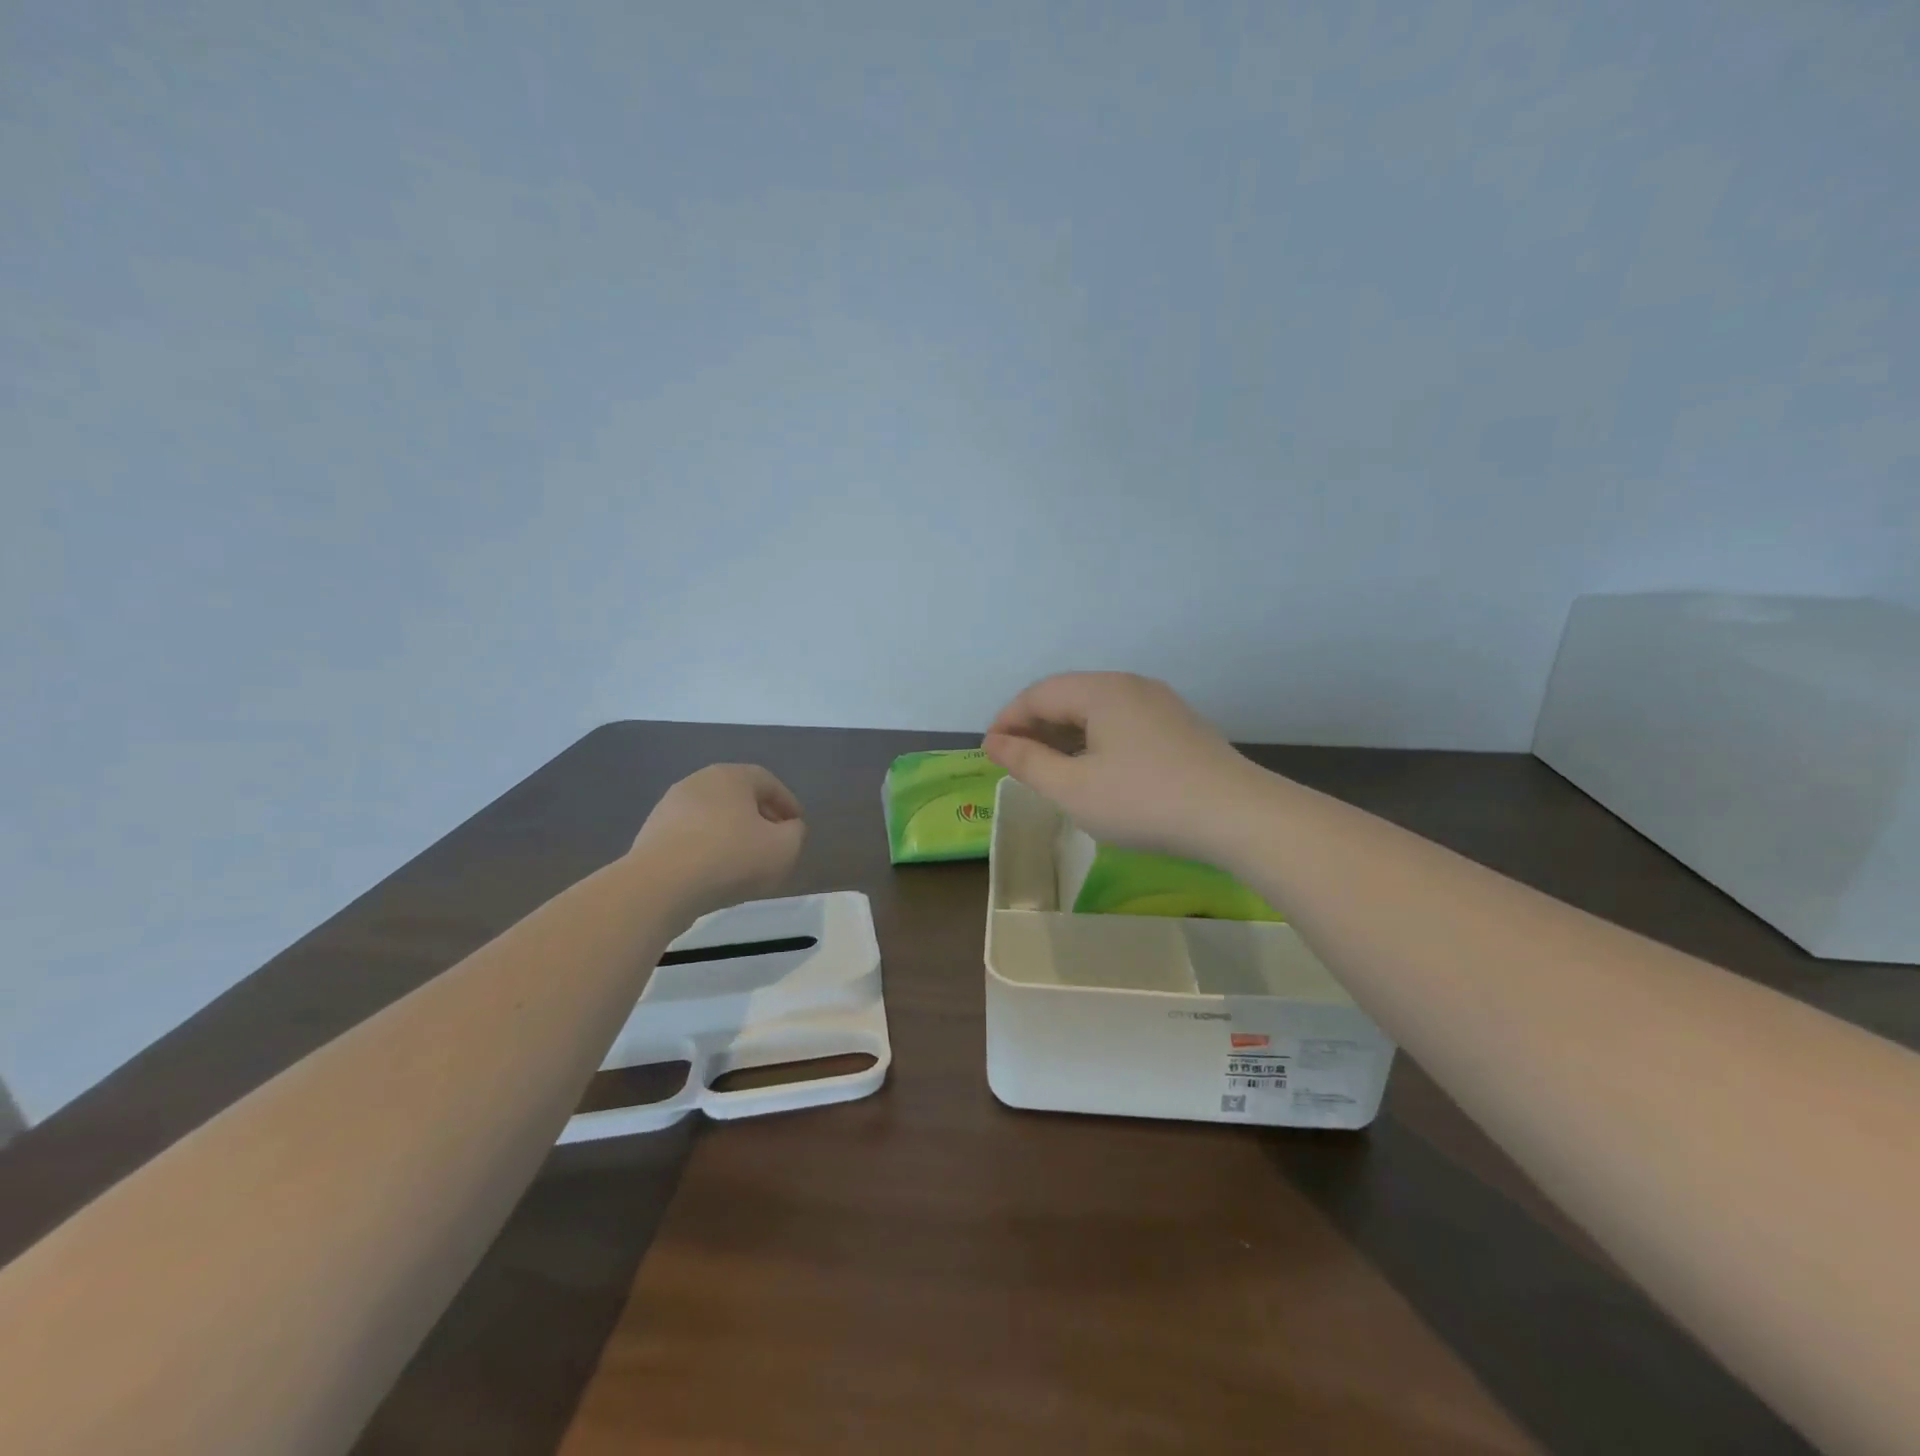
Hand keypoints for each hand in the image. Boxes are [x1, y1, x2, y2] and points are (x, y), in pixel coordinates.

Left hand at [630, 764, 805, 917]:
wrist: (660, 886)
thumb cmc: (731, 858)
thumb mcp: (784, 848)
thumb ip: (796, 833)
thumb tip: (789, 827)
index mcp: (732, 776)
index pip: (768, 782)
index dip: (787, 803)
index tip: (796, 825)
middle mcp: (699, 781)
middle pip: (738, 796)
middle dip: (759, 816)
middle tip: (773, 840)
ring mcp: (670, 806)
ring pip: (713, 816)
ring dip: (732, 833)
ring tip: (744, 860)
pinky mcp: (651, 833)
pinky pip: (691, 835)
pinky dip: (708, 847)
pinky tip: (714, 871)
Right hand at [984, 673, 1259, 858]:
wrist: (1237, 816)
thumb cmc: (1144, 801)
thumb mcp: (1074, 788)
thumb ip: (1028, 762)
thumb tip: (994, 742)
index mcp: (1101, 690)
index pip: (1038, 694)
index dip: (1007, 721)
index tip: (989, 753)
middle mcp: (1130, 685)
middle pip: (1068, 696)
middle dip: (1035, 727)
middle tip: (1015, 763)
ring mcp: (1159, 704)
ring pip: (1096, 710)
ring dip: (1065, 734)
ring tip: (1050, 769)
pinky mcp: (1178, 726)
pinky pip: (1121, 722)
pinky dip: (1095, 740)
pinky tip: (1094, 770)